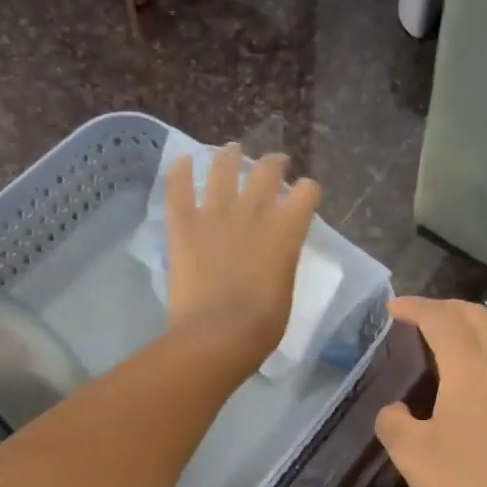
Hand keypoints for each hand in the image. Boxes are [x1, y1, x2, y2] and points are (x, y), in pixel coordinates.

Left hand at [165, 145, 321, 376]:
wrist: (218, 336)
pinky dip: (180, 171)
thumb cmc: (262, 326)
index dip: (307, 191)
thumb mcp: (285, 289)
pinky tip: (182, 160)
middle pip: (267, 171)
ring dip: (229, 156)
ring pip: (223, 168)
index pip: (307, 192)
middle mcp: (254, 212)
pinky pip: (179, 187)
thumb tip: (274, 254)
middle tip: (273, 165)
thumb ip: (282, 261)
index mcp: (287, 231)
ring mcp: (216, 214)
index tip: (304, 196)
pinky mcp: (184, 224)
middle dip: (274, 164)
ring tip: (230, 151)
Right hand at [376, 297, 486, 486]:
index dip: (416, 307)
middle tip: (418, 316)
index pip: (442, 320)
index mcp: (469, 370)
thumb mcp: (409, 453)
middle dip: (445, 308)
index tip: (393, 308)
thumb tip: (397, 411)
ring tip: (451, 342)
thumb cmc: (460, 484)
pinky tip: (474, 382)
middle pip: (477, 318)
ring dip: (473, 328)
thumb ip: (393, 422)